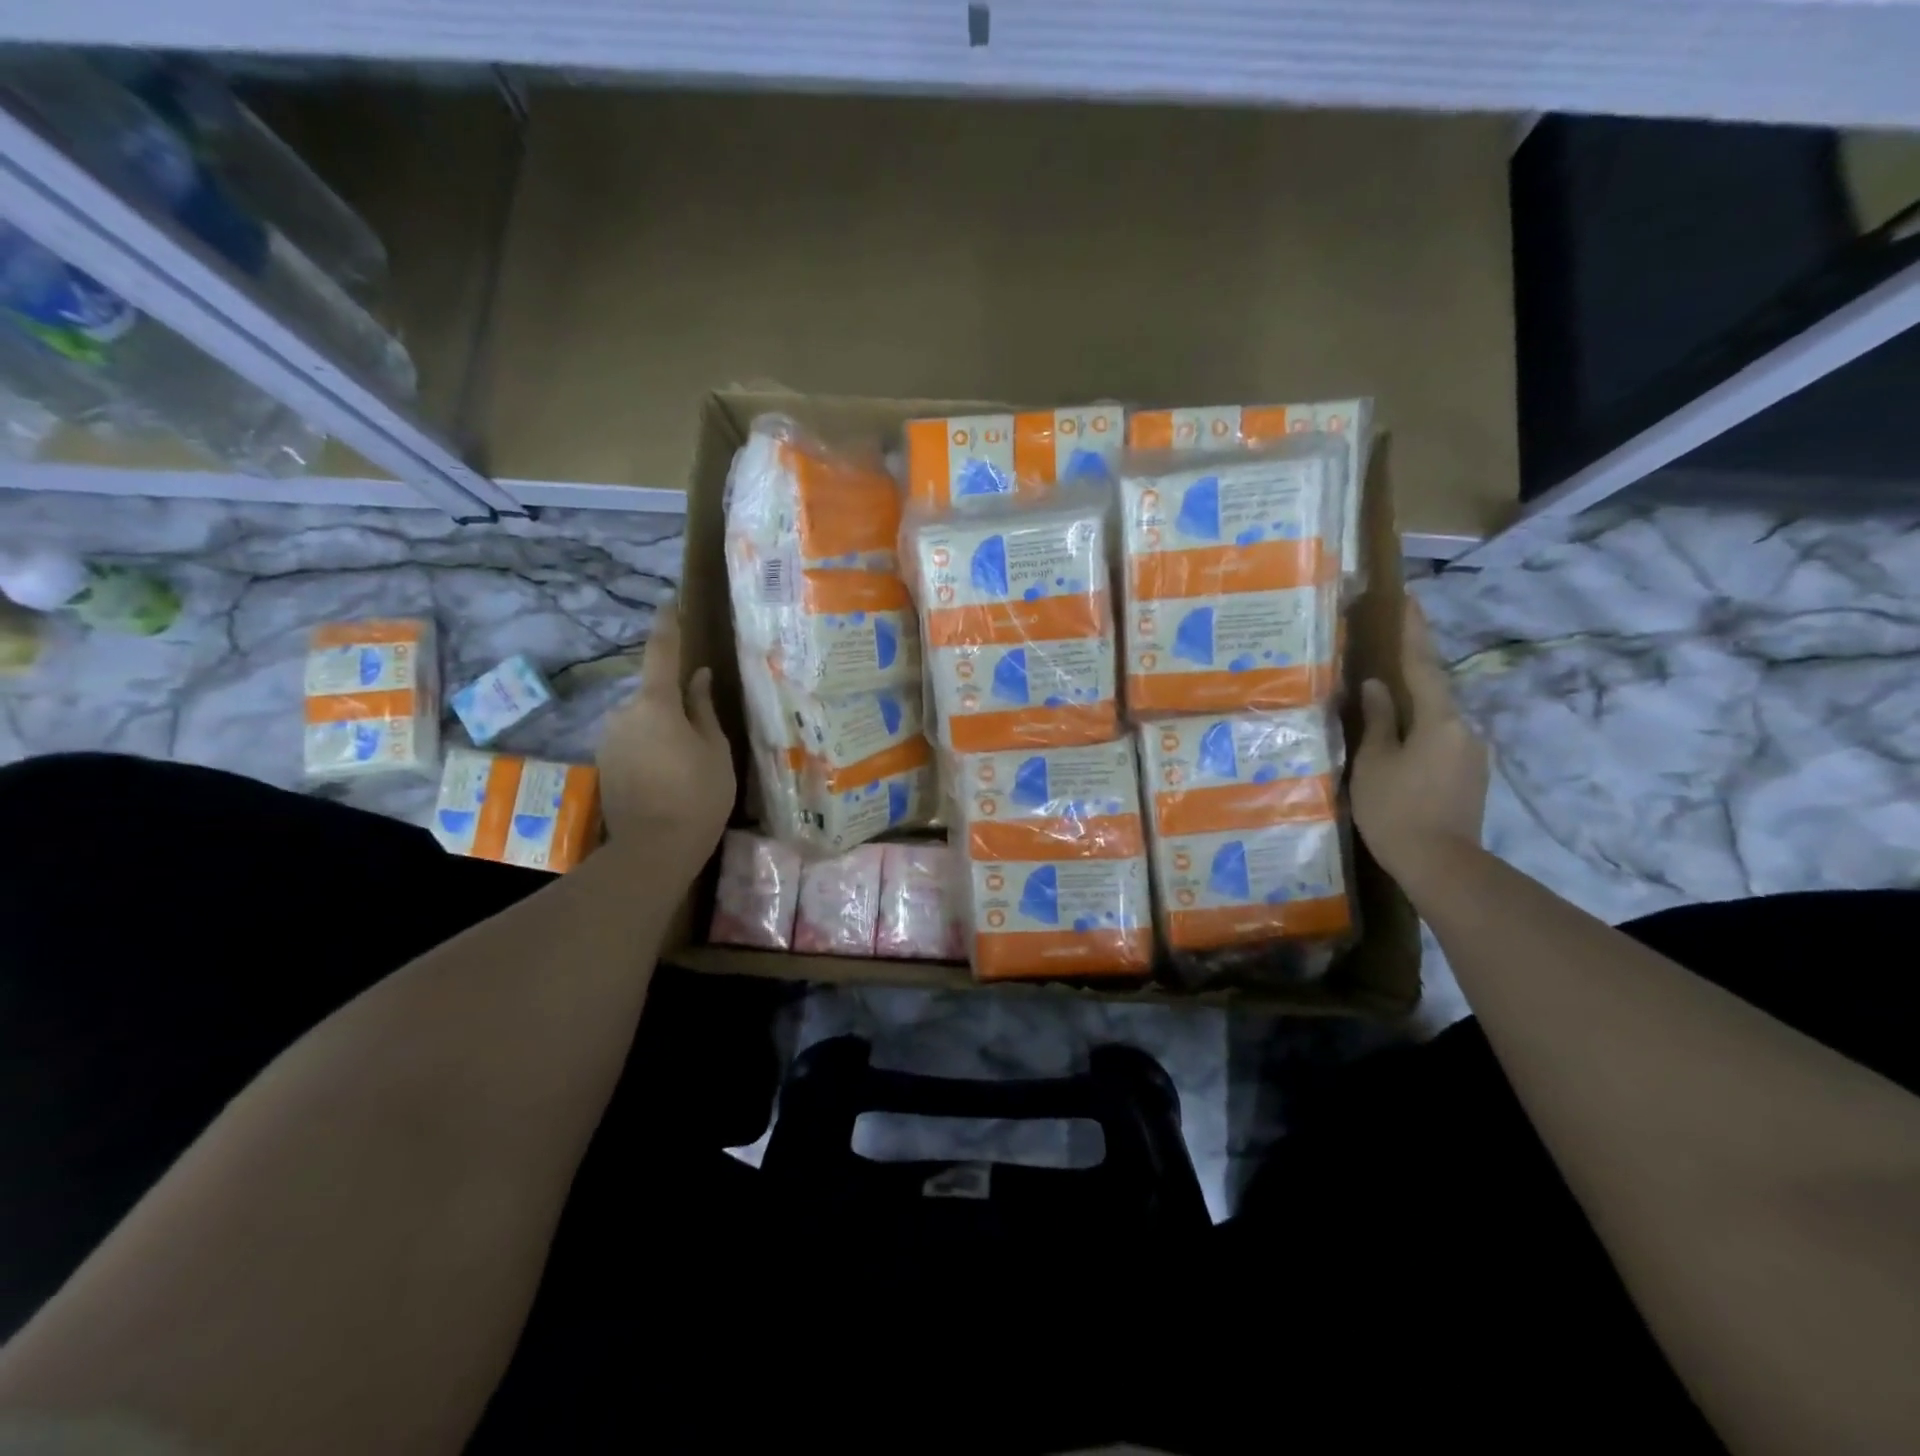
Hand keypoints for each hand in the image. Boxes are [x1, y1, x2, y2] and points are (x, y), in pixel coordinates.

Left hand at [596, 601, 734, 858]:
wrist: (654, 848)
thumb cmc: (698, 794)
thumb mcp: (714, 749)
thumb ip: (703, 708)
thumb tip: (698, 677)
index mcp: (655, 703)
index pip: (661, 653)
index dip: (667, 626)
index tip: (668, 603)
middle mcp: (624, 713)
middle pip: (652, 693)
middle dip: (673, 700)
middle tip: (701, 729)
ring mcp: (610, 738)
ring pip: (642, 719)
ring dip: (662, 727)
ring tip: (688, 759)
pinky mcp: (605, 762)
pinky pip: (633, 740)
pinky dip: (651, 746)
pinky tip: (669, 773)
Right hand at [1351, 596, 1488, 887]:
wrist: (1442, 865)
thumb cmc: (1397, 809)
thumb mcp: (1374, 762)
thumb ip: (1377, 721)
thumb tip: (1376, 686)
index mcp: (1439, 720)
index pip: (1423, 665)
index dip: (1414, 632)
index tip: (1409, 598)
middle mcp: (1464, 729)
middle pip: (1433, 690)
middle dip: (1411, 669)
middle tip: (1386, 649)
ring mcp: (1470, 753)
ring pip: (1435, 718)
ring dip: (1411, 706)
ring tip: (1382, 702)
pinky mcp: (1468, 775)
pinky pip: (1438, 740)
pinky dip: (1416, 731)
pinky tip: (1396, 742)